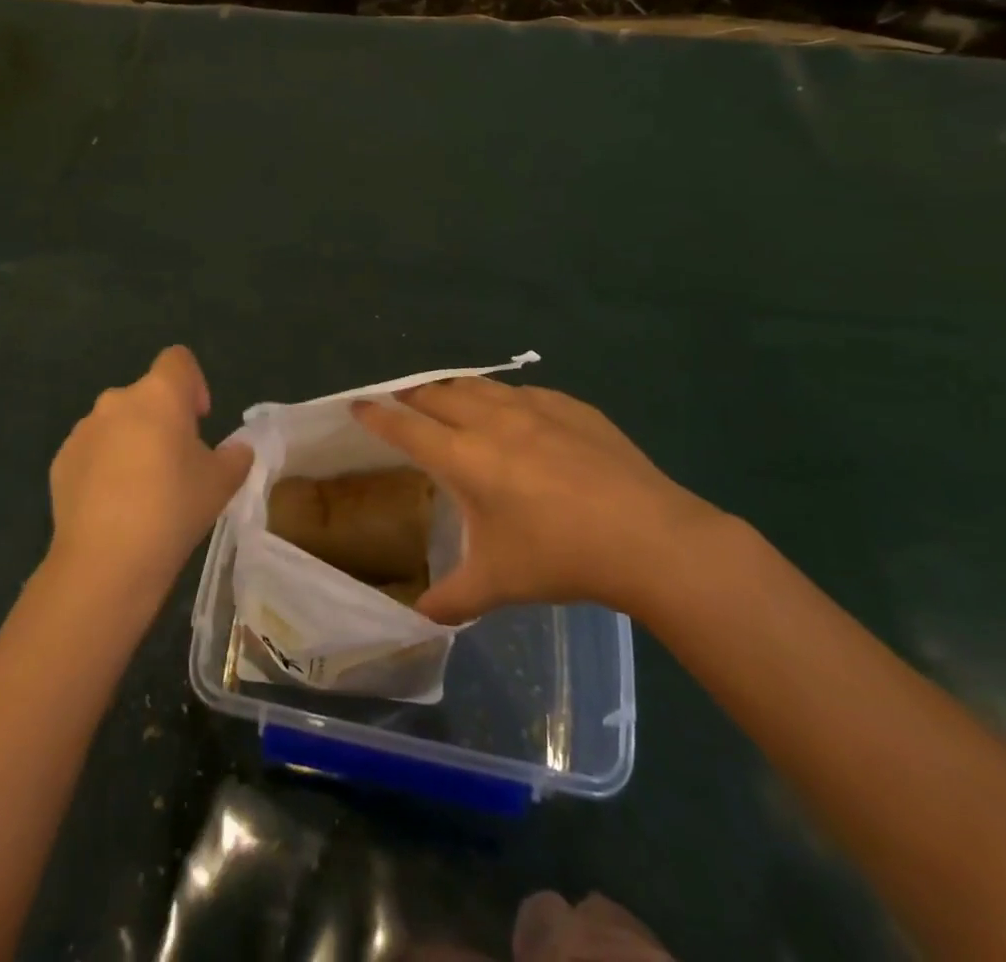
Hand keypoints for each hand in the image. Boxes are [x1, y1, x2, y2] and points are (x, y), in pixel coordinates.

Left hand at [47, 346, 252, 600]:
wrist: (105, 562)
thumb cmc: (172, 509)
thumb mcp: (222, 483)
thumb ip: (236, 457)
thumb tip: (236, 450)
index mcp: (159, 395)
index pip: (178, 360)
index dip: (193, 383)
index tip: (199, 420)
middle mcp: (117, 400)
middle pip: (146, 395)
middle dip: (163, 419)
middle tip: (177, 463)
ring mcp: (84, 430)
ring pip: (117, 423)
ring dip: (133, 441)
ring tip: (144, 489)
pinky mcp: (61, 461)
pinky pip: (92, 451)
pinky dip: (105, 466)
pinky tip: (114, 506)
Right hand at [352, 379, 724, 623]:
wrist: (649, 537)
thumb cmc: (560, 557)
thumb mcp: (497, 583)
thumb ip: (450, 599)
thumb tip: (417, 619)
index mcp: (463, 457)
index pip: (405, 427)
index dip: (376, 416)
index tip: (357, 405)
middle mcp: (490, 420)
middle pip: (437, 394)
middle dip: (412, 396)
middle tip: (403, 405)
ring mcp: (534, 407)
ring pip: (478, 385)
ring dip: (455, 391)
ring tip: (450, 402)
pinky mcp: (570, 406)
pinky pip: (522, 393)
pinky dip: (503, 399)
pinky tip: (516, 417)